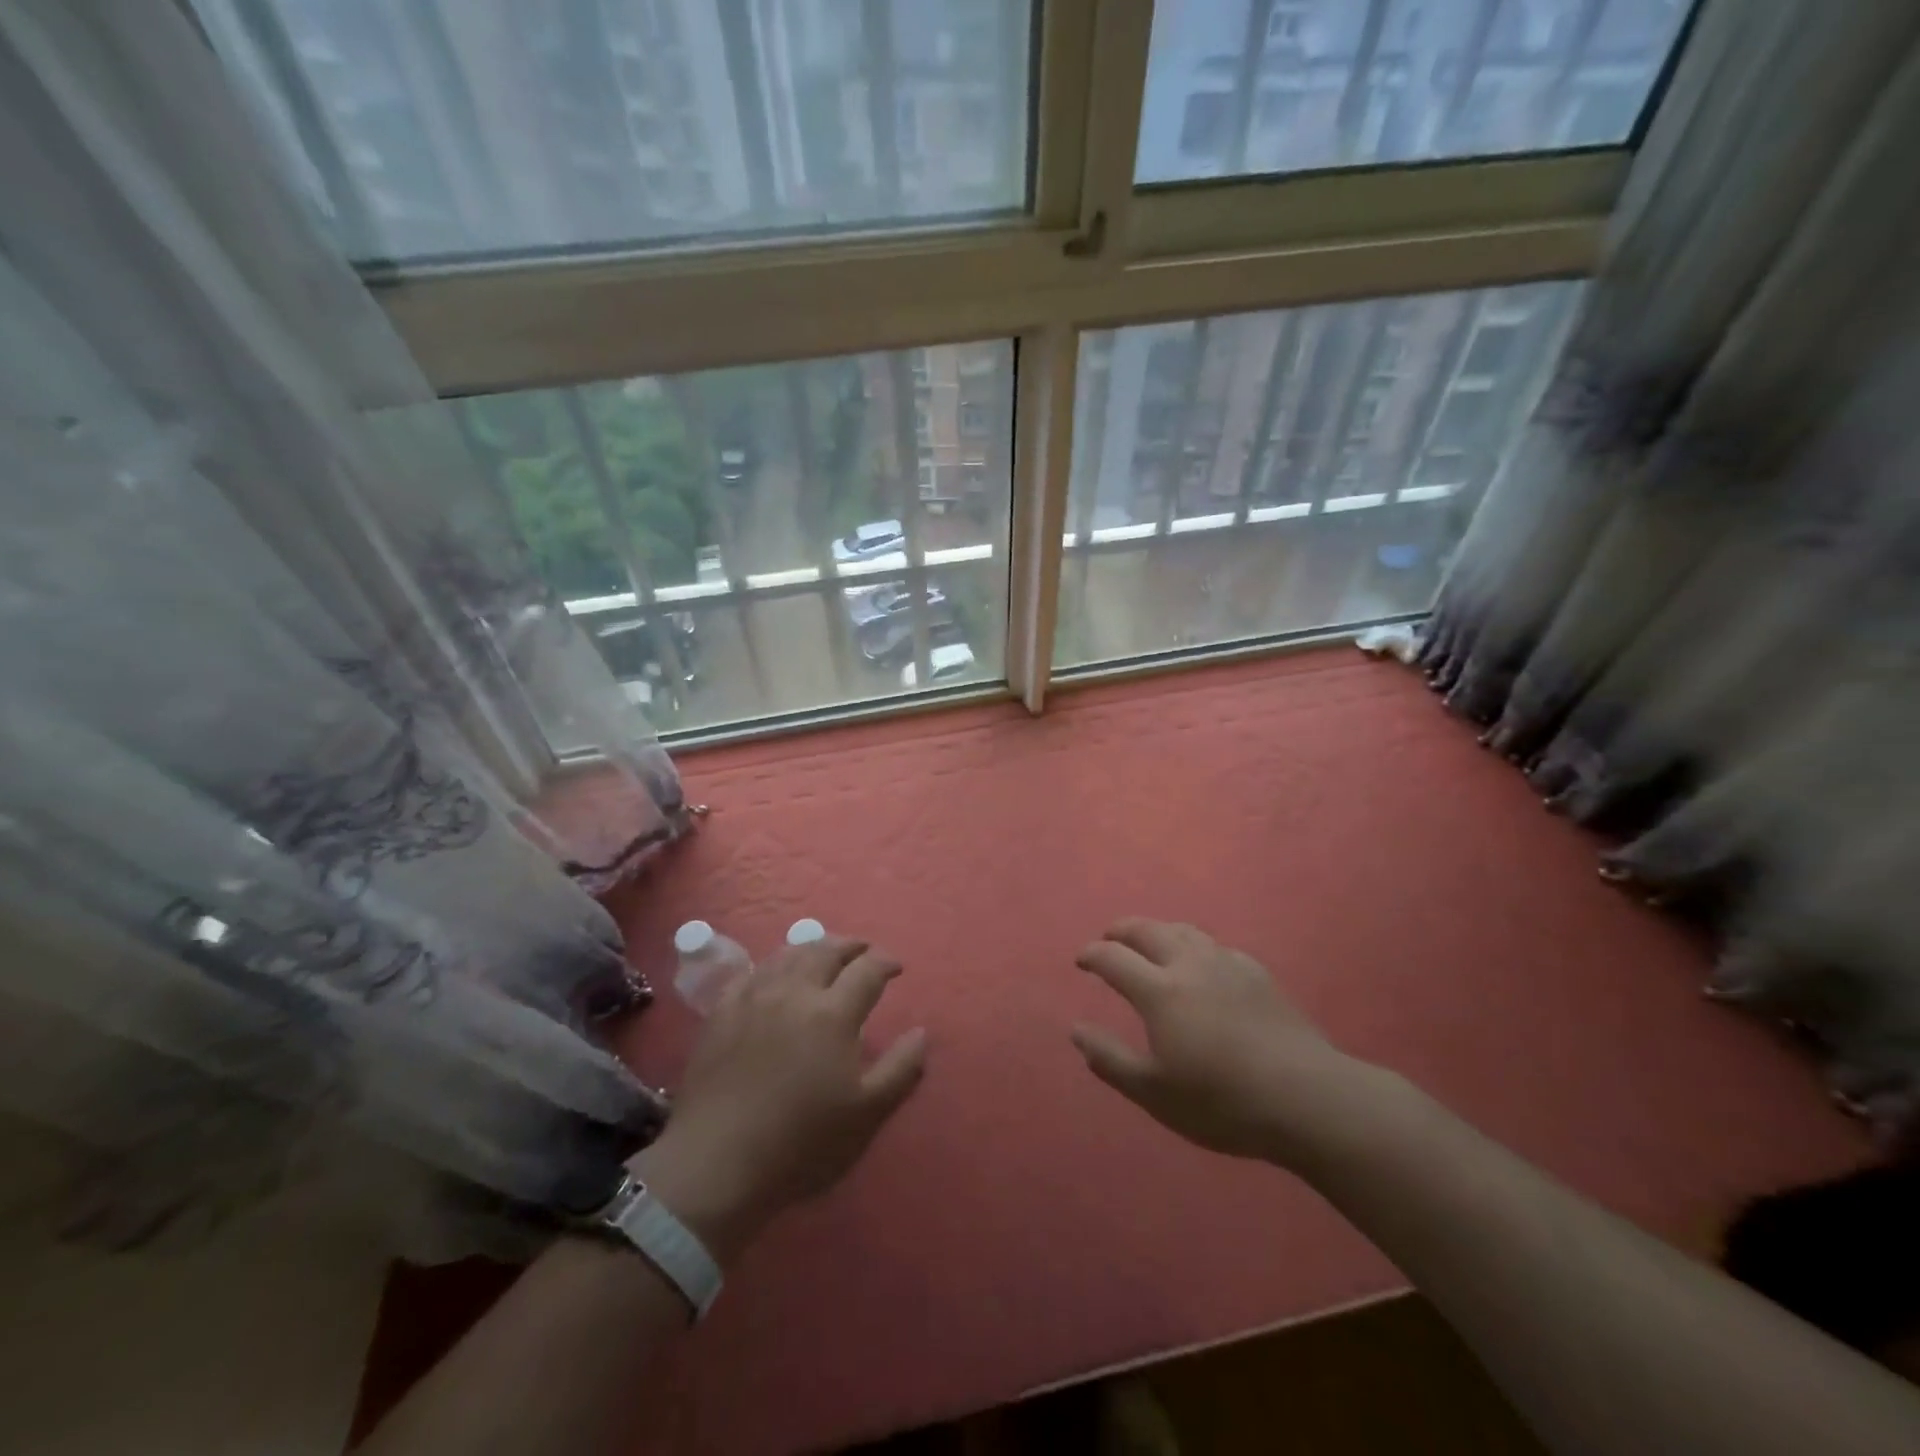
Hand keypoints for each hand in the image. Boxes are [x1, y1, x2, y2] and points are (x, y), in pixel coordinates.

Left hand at [630, 936, 925, 1263]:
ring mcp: (754, 997)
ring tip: (825, 954)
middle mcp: (795, 991)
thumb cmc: (801, 1142)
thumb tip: (921, 1032)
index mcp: (833, 1013)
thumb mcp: (867, 1114)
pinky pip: (752, 971)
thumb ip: (901, 1068)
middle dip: (852, 945)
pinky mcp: (721, 1011)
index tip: (896, 967)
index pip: (868, 969)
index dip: (886, 962)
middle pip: (827, 950)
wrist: (716, 1163)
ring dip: (814, 948)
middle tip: (864, 950)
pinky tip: (776, 974)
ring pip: (789, 954)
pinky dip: (775, 964)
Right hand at [1070, 918, 1368, 1162]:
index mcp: (1160, 991)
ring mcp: (1227, 964)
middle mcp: (1190, 964)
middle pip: (1148, 930)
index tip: (1081, 960)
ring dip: (1158, 931)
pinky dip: (1194, 946)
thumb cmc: (1221, 1101)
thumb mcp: (1154, 1092)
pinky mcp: (1257, 973)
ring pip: (1184, 930)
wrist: (1306, 1098)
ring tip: (1150, 942)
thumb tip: (1076, 1030)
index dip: (1092, 955)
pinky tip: (1202, 964)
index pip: (1114, 958)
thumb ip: (1110, 1059)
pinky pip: (1216, 946)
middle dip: (1122, 930)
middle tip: (1109, 938)